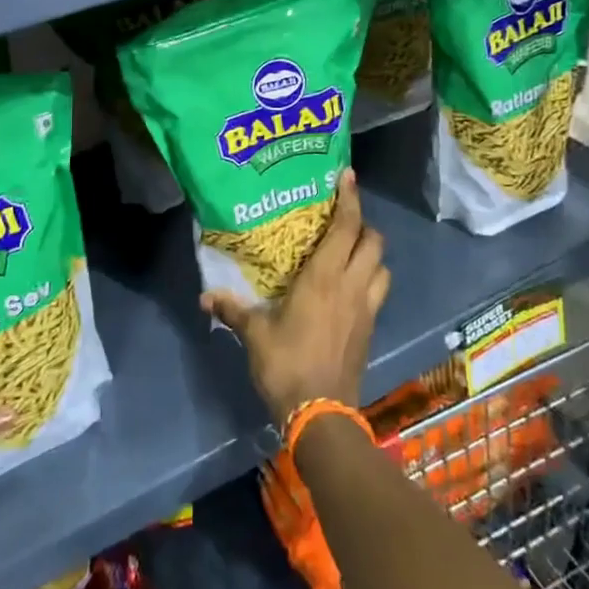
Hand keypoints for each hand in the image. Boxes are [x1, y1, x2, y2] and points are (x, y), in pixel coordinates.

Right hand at [202, 169, 389, 427]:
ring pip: (382, 266)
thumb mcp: (254, 334)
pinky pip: (379, 291)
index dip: (350, 198)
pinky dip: (372, 279)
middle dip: (363, 224)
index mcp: (324, 277)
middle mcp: (351, 284)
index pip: (346, 227)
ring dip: (372, 254)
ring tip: (352, 252)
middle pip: (373, 241)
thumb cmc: (286, 364)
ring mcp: (366, 307)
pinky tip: (352, 287)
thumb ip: (233, 310)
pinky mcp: (371, 328)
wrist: (321, 413)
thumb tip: (205, 296)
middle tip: (343, 220)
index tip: (347, 176)